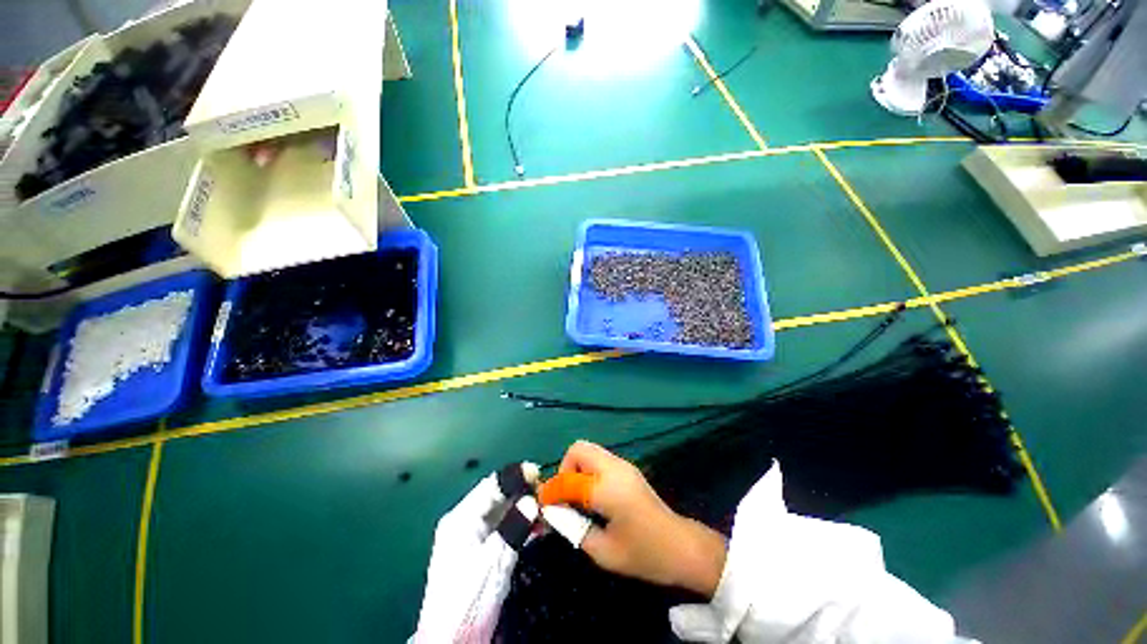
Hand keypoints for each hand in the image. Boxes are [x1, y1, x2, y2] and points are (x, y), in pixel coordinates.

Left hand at [413, 463, 539, 643]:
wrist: (451, 642)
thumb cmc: (469, 598)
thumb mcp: (493, 561)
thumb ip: (513, 527)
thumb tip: (532, 499)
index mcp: (461, 518)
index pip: (491, 485)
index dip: (515, 475)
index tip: (539, 473)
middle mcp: (465, 521)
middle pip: (497, 496)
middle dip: (523, 492)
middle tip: (548, 493)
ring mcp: (472, 537)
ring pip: (503, 512)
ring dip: (525, 508)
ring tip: (548, 510)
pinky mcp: (481, 553)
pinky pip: (505, 528)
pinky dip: (522, 525)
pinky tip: (539, 528)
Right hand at [558, 441, 727, 596]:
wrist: (681, 547)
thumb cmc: (644, 555)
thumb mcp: (603, 551)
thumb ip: (573, 529)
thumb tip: (552, 515)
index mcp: (608, 489)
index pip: (568, 479)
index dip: (551, 491)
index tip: (541, 506)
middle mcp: (614, 468)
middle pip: (578, 449)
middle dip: (564, 470)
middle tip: (565, 497)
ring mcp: (623, 465)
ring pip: (589, 451)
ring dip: (576, 469)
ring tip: (577, 498)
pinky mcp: (627, 469)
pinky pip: (599, 459)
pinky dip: (587, 471)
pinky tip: (592, 496)